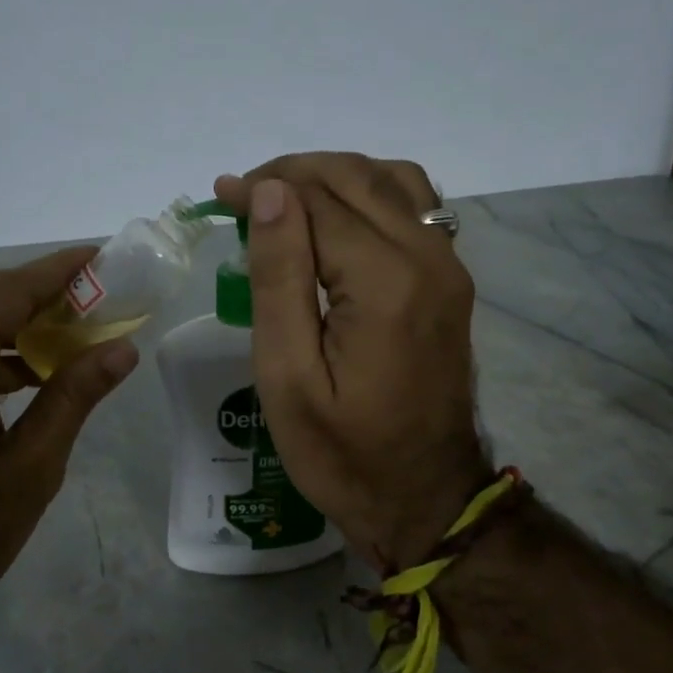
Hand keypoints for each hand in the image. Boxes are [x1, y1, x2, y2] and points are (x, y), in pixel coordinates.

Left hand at [0, 247, 138, 632]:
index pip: (11, 291)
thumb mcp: (33, 464)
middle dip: (38, 290)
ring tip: (71, 330)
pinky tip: (29, 372)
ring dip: (14, 319)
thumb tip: (122, 350)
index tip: (103, 255)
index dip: (60, 270)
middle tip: (95, 294)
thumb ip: (75, 396)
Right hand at [215, 154, 490, 572]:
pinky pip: (416, 209)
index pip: (318, 201)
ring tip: (287, 202)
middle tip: (244, 195)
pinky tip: (338, 221)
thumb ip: (279, 278)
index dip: (265, 188)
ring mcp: (449, 269)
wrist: (425, 498)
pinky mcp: (451, 283)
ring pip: (393, 182)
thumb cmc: (343, 452)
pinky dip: (370, 195)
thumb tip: (271, 193)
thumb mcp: (288, 376)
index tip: (220, 196)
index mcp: (385, 282)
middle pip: (357, 178)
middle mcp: (428, 259)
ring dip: (335, 177)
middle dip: (295, 173)